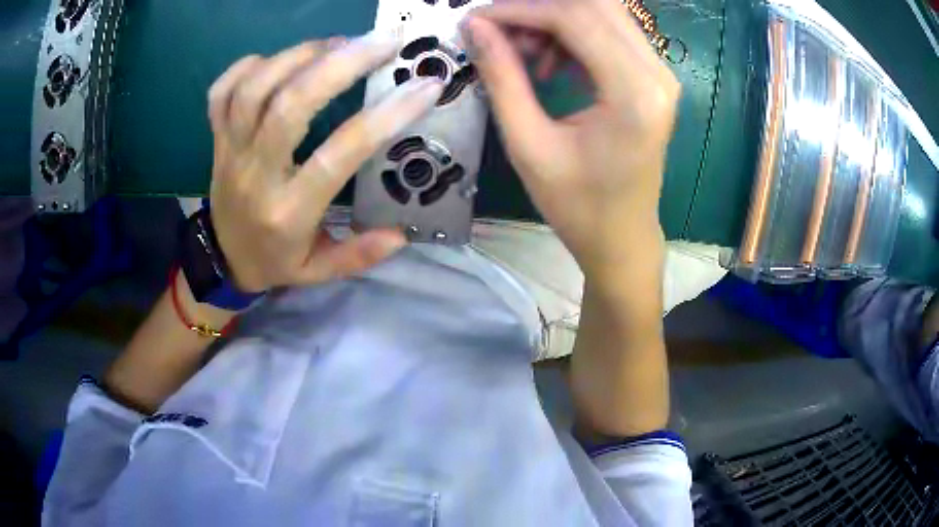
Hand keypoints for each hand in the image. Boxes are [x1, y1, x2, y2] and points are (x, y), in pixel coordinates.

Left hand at [207, 34, 444, 291]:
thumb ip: (358, 255)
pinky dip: (250, 65)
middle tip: (384, 41)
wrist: (222, 261)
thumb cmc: (274, 261)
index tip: (424, 87)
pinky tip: (281, 60)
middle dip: (341, 64)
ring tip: (339, 43)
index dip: (384, 117)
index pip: (337, 155)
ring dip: (300, 54)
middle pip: (290, 105)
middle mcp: (255, 174)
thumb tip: (401, 233)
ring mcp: (230, 150)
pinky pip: (222, 91)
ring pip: (255, 88)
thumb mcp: (318, 272)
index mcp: (288, 211)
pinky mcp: (216, 138)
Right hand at [462, 0, 679, 279]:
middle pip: (594, 4)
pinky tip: (551, 63)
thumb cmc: (576, 205)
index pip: (575, 18)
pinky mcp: (653, 77)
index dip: (520, 10)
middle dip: (538, 9)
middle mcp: (657, 74)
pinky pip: (611, 32)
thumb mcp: (528, 145)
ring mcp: (660, 73)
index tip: (477, 20)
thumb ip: (502, 77)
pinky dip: (573, 35)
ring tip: (524, 53)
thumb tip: (474, 26)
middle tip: (499, 32)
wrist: (621, 236)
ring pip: (603, 12)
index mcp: (633, 94)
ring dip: (556, 20)